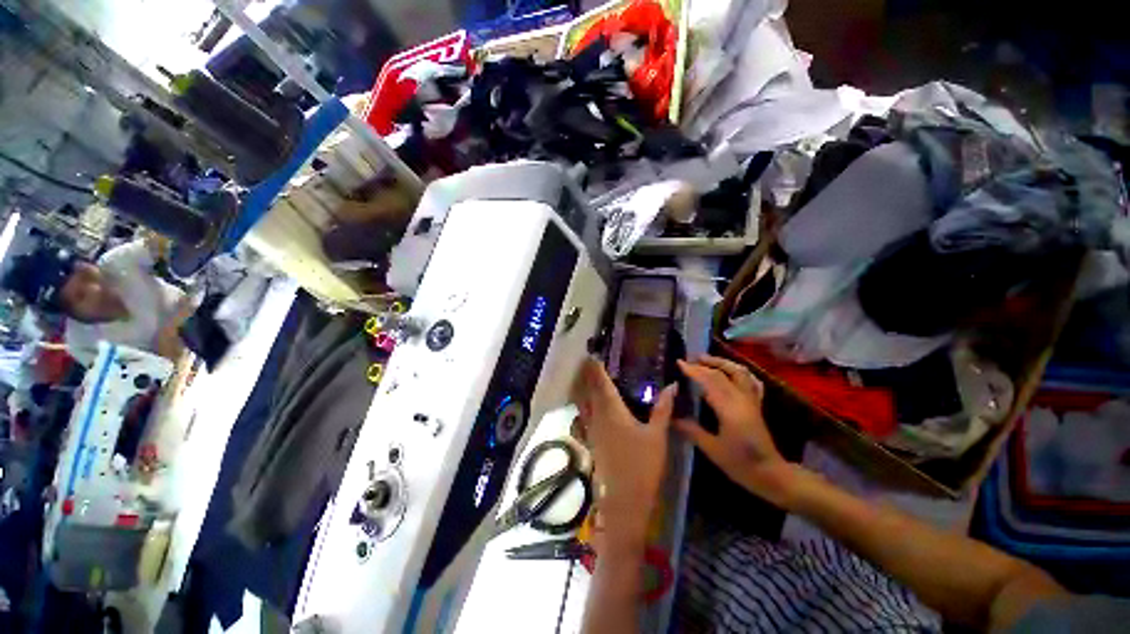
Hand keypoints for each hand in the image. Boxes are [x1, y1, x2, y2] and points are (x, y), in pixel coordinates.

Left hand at [573, 357, 676, 552]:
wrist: (625, 500)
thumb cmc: (643, 465)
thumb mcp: (658, 436)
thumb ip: (663, 409)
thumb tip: (672, 385)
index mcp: (613, 412)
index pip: (602, 384)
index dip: (597, 370)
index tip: (593, 356)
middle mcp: (598, 417)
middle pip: (589, 392)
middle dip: (587, 376)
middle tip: (587, 363)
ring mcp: (592, 431)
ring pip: (584, 404)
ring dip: (583, 389)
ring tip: (585, 378)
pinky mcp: (592, 442)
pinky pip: (584, 417)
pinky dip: (584, 406)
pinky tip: (587, 407)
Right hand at [674, 356, 794, 505]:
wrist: (771, 474)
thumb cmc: (740, 464)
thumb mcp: (712, 449)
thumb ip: (692, 430)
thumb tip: (671, 417)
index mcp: (730, 409)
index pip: (710, 381)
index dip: (693, 370)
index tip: (679, 362)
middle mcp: (742, 399)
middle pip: (722, 374)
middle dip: (703, 364)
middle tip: (687, 360)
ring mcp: (751, 400)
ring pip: (739, 372)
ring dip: (722, 362)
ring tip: (706, 359)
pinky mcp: (757, 404)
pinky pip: (750, 380)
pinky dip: (739, 371)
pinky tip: (731, 371)